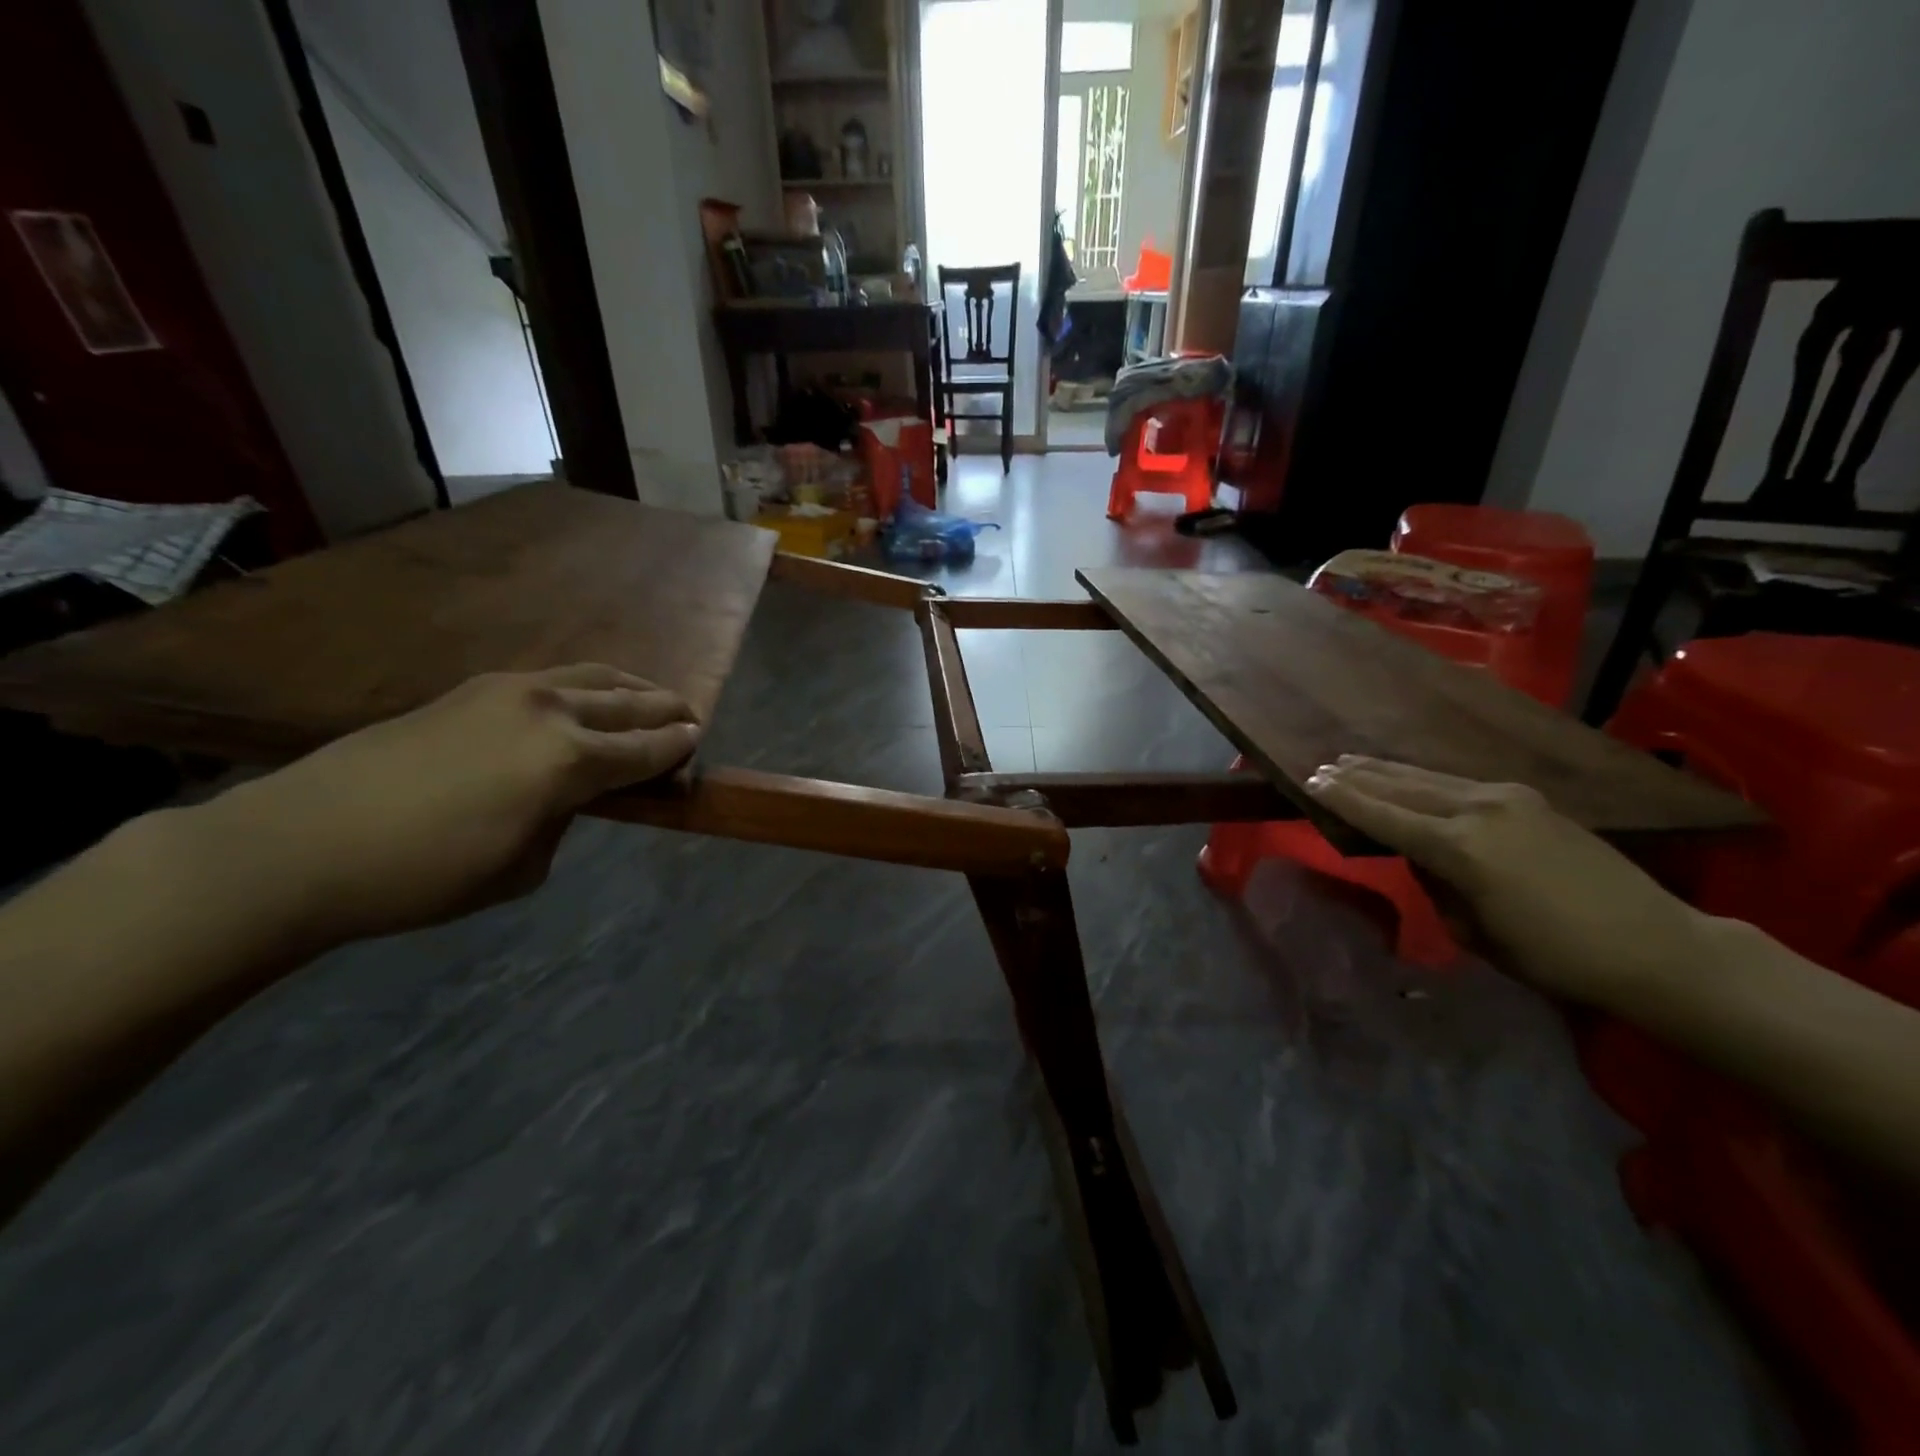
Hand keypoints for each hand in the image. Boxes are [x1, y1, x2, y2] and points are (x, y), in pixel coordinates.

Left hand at [182, 665, 700, 952]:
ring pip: (591, 677)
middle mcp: (550, 711)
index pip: (646, 749)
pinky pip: (552, 678)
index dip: (678, 748)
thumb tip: (570, 796)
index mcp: (570, 760)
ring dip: (629, 688)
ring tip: (649, 698)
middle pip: (628, 704)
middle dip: (665, 710)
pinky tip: (583, 700)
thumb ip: (564, 821)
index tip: (699, 743)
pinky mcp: (472, 689)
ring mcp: (508, 691)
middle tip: (690, 717)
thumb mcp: (522, 868)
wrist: (302, 843)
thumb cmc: (425, 875)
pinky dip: (584, 686)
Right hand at [1303, 756, 1711, 1009]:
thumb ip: (1437, 885)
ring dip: (1387, 771)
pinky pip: (1458, 782)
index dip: (1343, 799)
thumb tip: (1422, 856)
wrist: (1656, 945)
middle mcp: (1479, 810)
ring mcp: (1507, 798)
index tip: (1310, 783)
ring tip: (1352, 762)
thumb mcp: (1476, 933)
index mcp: (1461, 849)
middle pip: (1402, 785)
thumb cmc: (1557, 957)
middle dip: (1358, 776)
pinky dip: (1422, 778)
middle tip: (1321, 767)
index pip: (1383, 816)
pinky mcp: (1529, 798)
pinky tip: (1409, 778)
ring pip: (1429, 777)